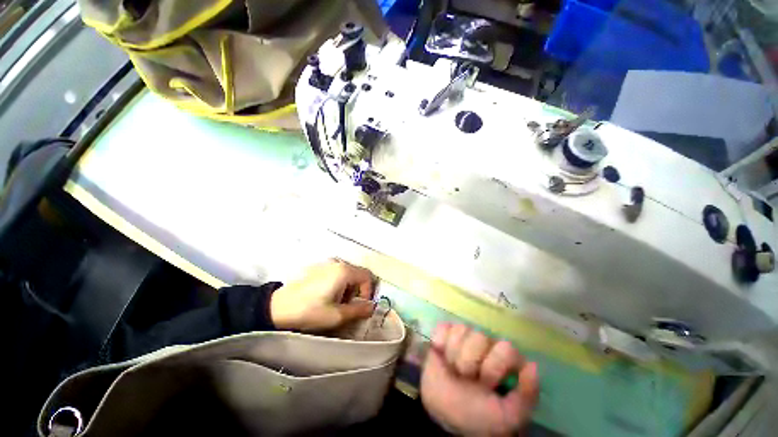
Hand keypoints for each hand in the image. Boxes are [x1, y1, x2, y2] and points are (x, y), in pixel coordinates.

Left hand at [270, 260, 375, 330]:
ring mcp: (326, 263)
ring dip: (348, 288)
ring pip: (347, 274)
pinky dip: (338, 284)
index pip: (367, 276)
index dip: (368, 291)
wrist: (277, 308)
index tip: (360, 306)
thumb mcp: (337, 315)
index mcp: (344, 271)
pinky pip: (336, 273)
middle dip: (357, 291)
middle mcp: (337, 263)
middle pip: (357, 274)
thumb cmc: (310, 311)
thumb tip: (372, 307)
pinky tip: (326, 296)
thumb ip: (359, 310)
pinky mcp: (317, 267)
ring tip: (336, 303)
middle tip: (348, 306)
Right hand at [421, 324, 539, 435]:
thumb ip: (526, 396)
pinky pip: (443, 328)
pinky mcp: (444, 333)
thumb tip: (532, 365)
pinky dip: (440, 342)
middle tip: (466, 376)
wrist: (442, 410)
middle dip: (469, 361)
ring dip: (453, 354)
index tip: (486, 383)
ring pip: (460, 330)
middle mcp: (486, 344)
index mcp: (505, 361)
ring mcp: (464, 336)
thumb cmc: (476, 414)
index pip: (505, 348)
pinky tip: (441, 353)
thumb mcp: (506, 416)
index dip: (493, 365)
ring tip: (453, 369)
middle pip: (479, 337)